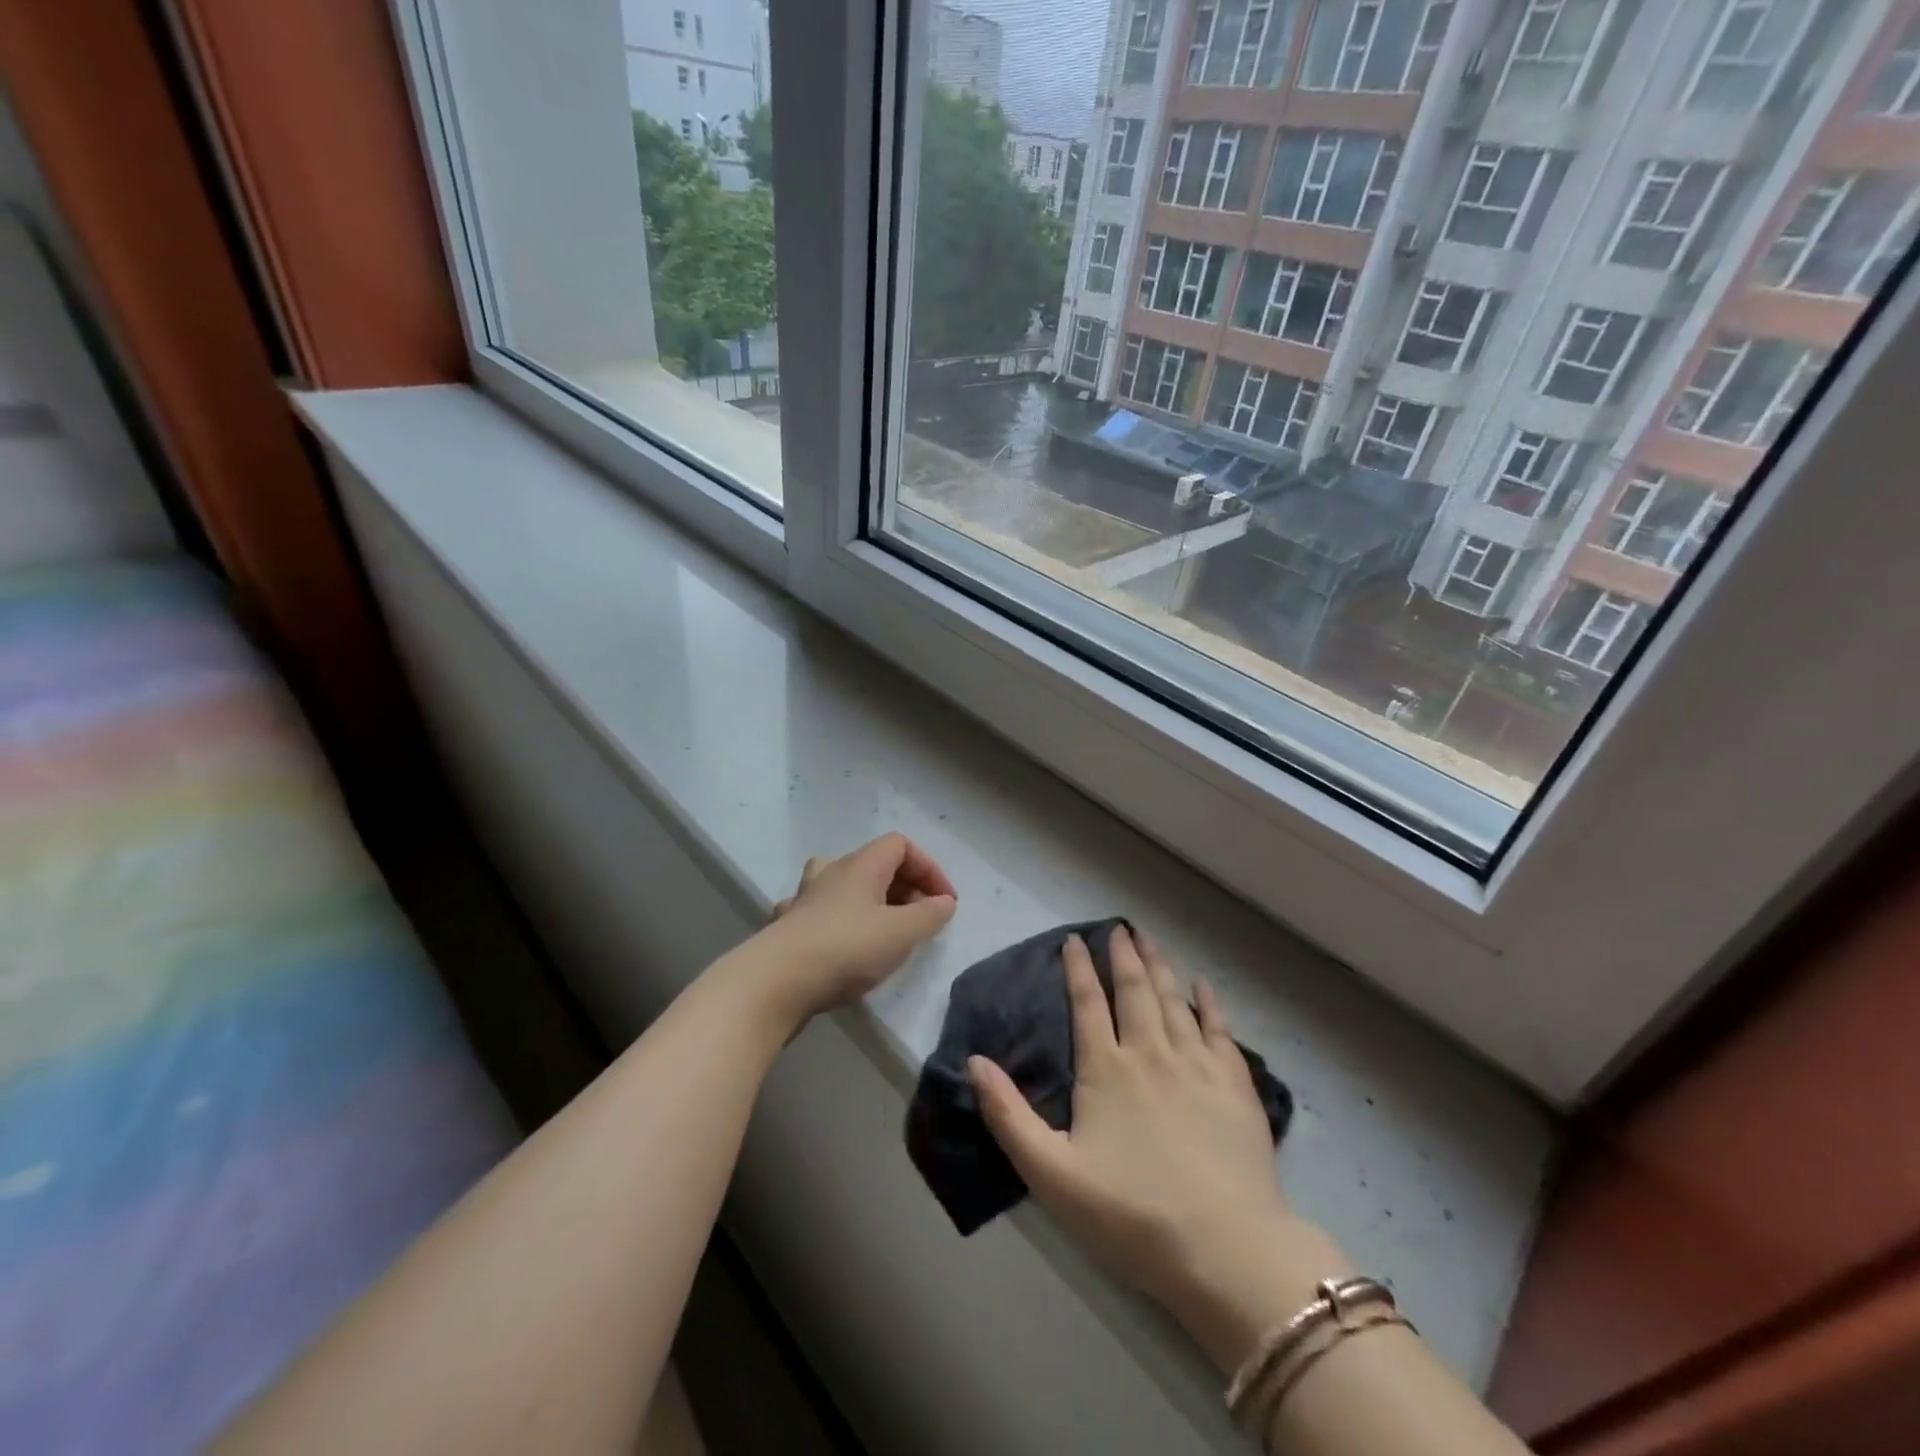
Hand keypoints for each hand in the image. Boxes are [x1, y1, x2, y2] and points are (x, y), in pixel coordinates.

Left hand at [754, 833, 957, 1027]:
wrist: (774, 982)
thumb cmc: (846, 948)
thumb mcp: (901, 933)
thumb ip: (929, 915)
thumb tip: (944, 902)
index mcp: (860, 865)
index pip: (901, 845)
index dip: (928, 868)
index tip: (944, 902)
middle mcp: (830, 872)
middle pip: (875, 864)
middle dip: (905, 887)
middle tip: (920, 920)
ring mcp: (804, 898)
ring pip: (845, 886)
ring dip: (871, 902)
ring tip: (885, 931)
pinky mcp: (787, 927)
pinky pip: (821, 913)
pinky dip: (841, 922)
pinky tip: (844, 946)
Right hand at [969, 926, 1348, 1373]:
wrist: (1225, 1250)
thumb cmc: (1131, 1214)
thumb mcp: (1051, 1173)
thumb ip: (1008, 1115)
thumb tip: (974, 1061)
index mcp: (1106, 1069)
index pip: (1088, 1003)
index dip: (1078, 968)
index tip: (1073, 939)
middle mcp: (1151, 1053)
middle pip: (1135, 990)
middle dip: (1123, 955)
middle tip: (1119, 927)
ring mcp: (1197, 1065)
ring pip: (1174, 1000)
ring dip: (1160, 966)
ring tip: (1151, 939)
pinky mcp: (1235, 1085)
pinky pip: (1220, 1029)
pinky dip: (1209, 1002)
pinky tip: (1203, 985)